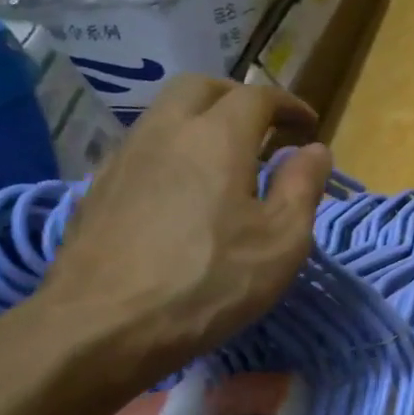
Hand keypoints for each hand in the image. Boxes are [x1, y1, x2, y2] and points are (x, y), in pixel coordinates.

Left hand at [38, 76, 330, 384]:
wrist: (101, 327)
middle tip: (263, 125)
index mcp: (217, 137)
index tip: (308, 123)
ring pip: (165, 113)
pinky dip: (172, 149)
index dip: (288, 104)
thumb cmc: (209, 282)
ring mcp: (124, 157)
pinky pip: (142, 146)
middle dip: (238, 96)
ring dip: (200, 119)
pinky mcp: (98, 188)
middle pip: (201, 87)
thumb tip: (315, 151)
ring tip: (224, 157)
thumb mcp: (281, 242)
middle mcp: (166, 131)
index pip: (257, 96)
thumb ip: (303, 188)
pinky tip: (180, 188)